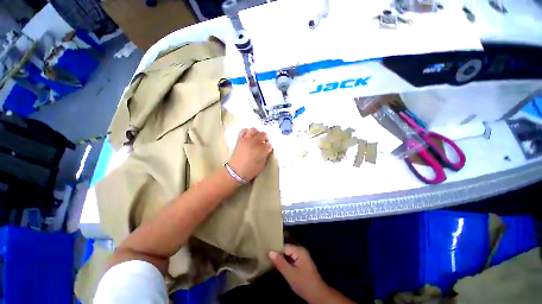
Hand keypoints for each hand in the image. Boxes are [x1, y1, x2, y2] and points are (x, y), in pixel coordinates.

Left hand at [228, 128, 272, 181]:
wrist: (235, 171)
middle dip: (265, 138)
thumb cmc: (250, 170)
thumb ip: (266, 156)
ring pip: (254, 130)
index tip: (268, 150)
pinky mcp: (240, 139)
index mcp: (262, 150)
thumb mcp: (262, 165)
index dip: (270, 147)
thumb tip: (267, 151)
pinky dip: (247, 131)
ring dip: (257, 133)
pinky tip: (248, 136)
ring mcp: (246, 140)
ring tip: (256, 138)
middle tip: (264, 143)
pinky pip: (243, 131)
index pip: (269, 144)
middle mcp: (255, 142)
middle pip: (263, 134)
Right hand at [269, 245, 327, 302]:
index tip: (267, 255)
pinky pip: (291, 260)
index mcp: (299, 251)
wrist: (317, 295)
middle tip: (268, 259)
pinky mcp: (302, 263)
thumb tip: (270, 252)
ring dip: (282, 259)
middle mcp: (301, 251)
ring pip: (288, 255)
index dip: (276, 251)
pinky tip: (280, 267)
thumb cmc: (304, 283)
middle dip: (279, 255)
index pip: (284, 247)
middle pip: (286, 250)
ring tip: (271, 262)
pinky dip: (286, 263)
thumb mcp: (290, 274)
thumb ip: (280, 262)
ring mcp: (302, 257)